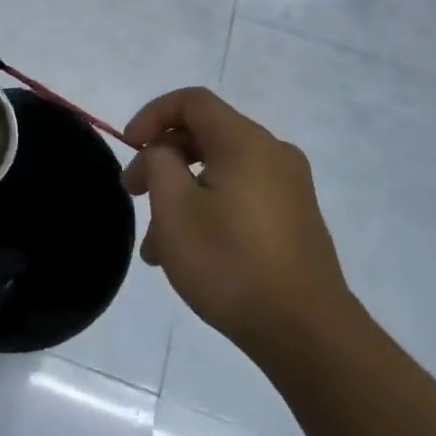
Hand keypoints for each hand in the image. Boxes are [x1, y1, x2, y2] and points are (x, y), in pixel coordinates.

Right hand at [122, 87, 355, 351]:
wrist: (307, 333)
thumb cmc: (231, 262)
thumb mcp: (175, 209)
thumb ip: (159, 163)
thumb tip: (164, 152)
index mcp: (246, 142)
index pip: (192, 101)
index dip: (152, 115)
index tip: (127, 147)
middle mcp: (273, 154)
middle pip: (205, 135)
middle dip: (161, 159)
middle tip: (132, 193)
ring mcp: (289, 189)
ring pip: (219, 171)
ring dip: (180, 194)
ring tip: (154, 246)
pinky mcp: (295, 220)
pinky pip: (240, 196)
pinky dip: (207, 209)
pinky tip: (187, 254)